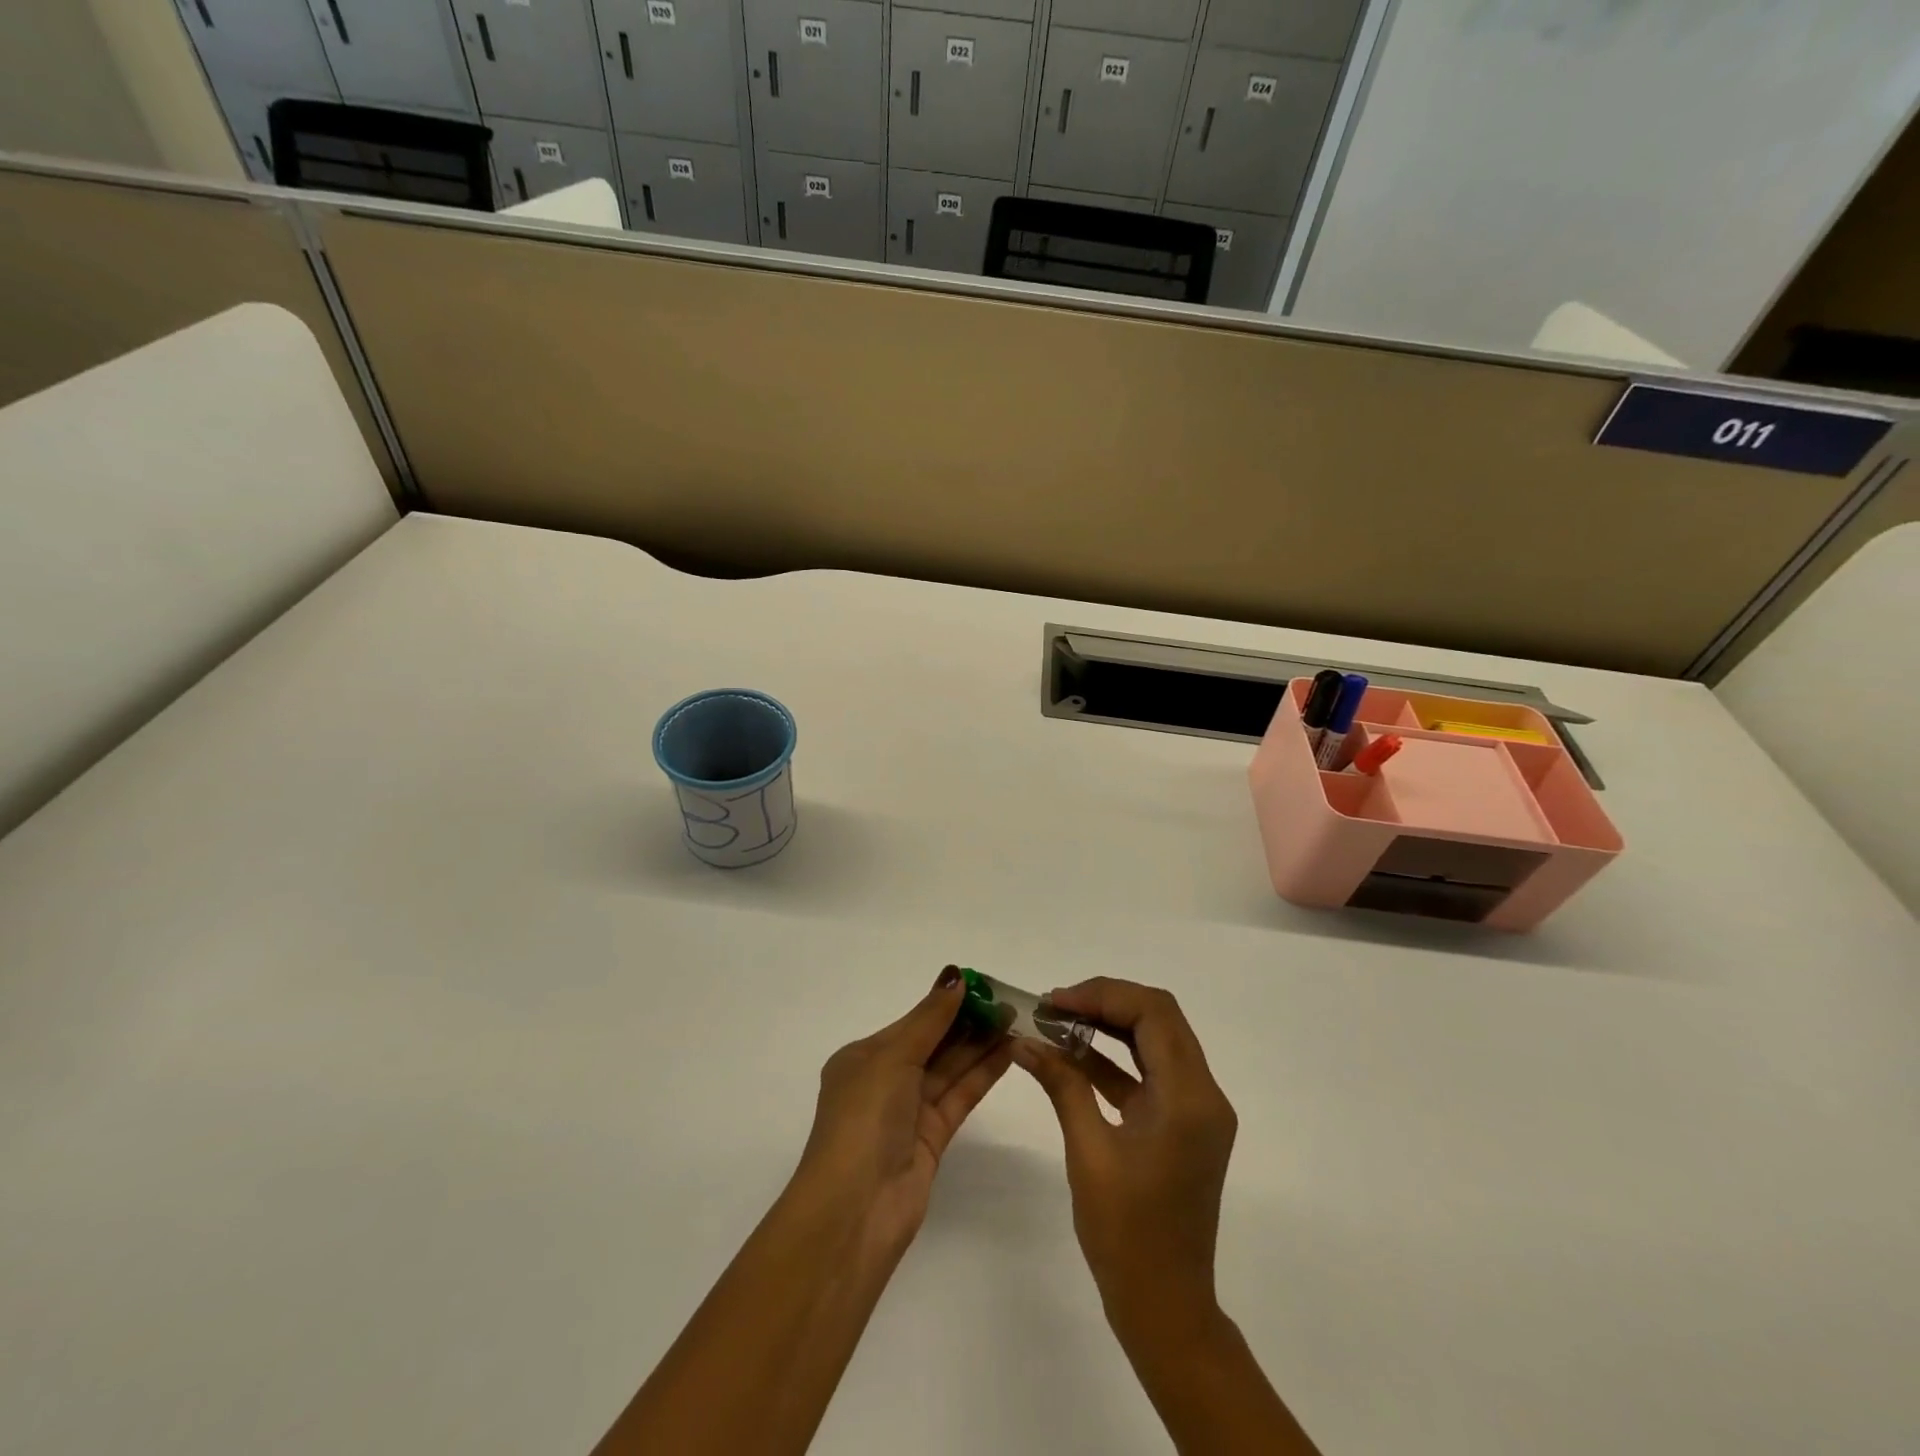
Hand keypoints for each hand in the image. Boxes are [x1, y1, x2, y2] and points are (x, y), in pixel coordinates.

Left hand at [793, 965, 1013, 1260]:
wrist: (855, 1210)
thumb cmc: (864, 1119)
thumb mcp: (892, 1057)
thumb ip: (929, 1019)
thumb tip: (956, 976)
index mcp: (863, 1058)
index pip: (913, 1022)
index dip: (946, 1002)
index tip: (983, 985)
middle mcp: (885, 1081)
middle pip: (933, 1043)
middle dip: (968, 1022)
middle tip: (1008, 1002)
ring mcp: (909, 1112)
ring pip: (950, 1069)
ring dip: (980, 1045)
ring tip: (1016, 1020)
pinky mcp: (932, 1139)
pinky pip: (959, 1096)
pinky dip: (982, 1074)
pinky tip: (1008, 1052)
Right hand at [1012, 977, 1237, 1338]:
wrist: (1166, 1308)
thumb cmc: (1126, 1235)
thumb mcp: (1088, 1152)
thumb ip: (1062, 1084)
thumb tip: (1023, 1039)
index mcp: (1189, 1098)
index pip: (1153, 1013)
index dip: (1102, 995)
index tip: (1054, 1001)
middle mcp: (1204, 1093)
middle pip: (1158, 1018)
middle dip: (1104, 1003)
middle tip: (1053, 1007)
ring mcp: (1197, 1109)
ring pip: (1155, 1040)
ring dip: (1109, 1026)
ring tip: (1057, 1022)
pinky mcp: (1184, 1124)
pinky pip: (1150, 1072)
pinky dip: (1114, 1058)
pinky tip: (1072, 1055)